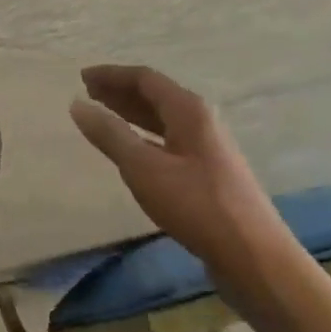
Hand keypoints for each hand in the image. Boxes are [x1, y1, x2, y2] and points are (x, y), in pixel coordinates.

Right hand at [70, 65, 295, 273]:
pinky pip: (169, 140)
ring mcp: (207, 147)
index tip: (82, 77)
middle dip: (120, 92)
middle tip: (88, 92)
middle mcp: (201, 120)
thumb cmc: (196, 205)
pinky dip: (144, 136)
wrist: (252, 255)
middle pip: (156, 95)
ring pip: (162, 119)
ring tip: (103, 114)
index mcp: (189, 110)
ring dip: (131, 113)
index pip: (145, 79)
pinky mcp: (208, 172)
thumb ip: (110, 134)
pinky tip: (132, 149)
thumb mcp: (144, 168)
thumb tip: (78, 105)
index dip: (112, 75)